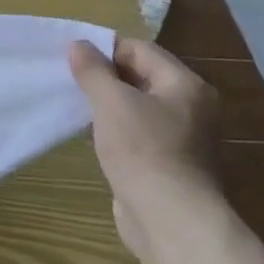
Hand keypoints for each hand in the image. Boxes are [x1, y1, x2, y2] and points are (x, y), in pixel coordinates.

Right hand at [67, 36, 223, 260]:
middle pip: (142, 76)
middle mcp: (192, 107)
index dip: (105, 50)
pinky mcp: (170, 162)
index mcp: (186, 85)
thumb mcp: (111, 102)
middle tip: (71, 80)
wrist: (169, 219)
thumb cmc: (142, 150)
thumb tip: (78, 44)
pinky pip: (140, 132)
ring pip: (139, 106)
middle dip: (106, 76)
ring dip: (110, 104)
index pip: (141, 50)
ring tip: (79, 106)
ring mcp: (183, 137)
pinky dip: (118, 129)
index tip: (73, 59)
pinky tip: (96, 135)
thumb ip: (93, 70)